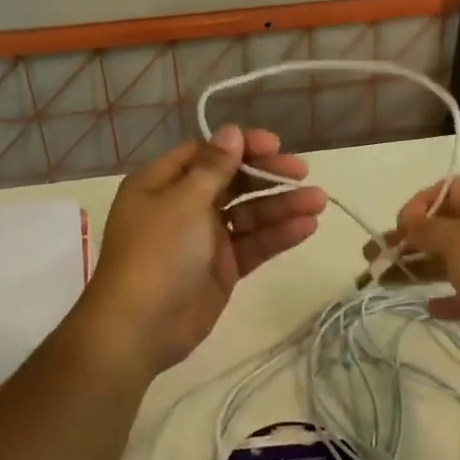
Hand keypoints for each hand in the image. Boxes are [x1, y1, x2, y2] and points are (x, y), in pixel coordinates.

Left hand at [77, 125, 326, 377]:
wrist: (140, 327)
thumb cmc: (157, 252)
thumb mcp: (184, 201)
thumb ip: (214, 167)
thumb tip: (230, 131)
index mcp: (162, 183)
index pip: (207, 153)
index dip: (241, 146)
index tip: (275, 145)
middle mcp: (183, 206)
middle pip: (232, 181)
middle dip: (267, 175)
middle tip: (302, 172)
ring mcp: (204, 239)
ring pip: (248, 214)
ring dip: (281, 206)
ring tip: (319, 201)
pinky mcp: (222, 268)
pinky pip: (252, 244)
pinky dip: (277, 235)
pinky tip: (306, 227)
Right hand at [367, 176, 459, 384]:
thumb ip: (429, 229)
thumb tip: (410, 221)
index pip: (448, 189)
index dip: (419, 203)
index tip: (399, 228)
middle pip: (445, 226)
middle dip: (408, 239)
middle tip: (374, 258)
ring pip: (452, 261)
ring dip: (418, 268)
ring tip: (384, 282)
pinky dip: (447, 298)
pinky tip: (428, 307)